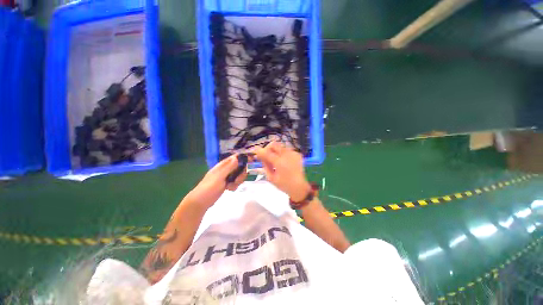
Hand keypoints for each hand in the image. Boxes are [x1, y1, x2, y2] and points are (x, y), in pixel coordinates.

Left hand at [184, 154, 246, 208]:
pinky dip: (234, 185)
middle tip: (237, 180)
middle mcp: (225, 169)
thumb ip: (229, 167)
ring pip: (238, 175)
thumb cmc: (209, 188)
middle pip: (239, 167)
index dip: (242, 158)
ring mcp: (226, 177)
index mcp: (222, 165)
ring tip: (231, 186)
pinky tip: (230, 189)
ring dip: (238, 180)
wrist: (201, 202)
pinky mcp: (227, 184)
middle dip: (241, 173)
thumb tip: (237, 157)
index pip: (235, 158)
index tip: (250, 161)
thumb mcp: (219, 177)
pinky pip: (235, 182)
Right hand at [252, 142, 310, 201]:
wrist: (300, 187)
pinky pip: (286, 150)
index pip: (266, 152)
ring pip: (280, 146)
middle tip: (265, 155)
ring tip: (274, 159)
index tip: (256, 153)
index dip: (259, 151)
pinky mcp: (297, 154)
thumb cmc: (284, 185)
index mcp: (279, 162)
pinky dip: (282, 153)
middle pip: (274, 144)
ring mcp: (293, 153)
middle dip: (267, 148)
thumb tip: (261, 157)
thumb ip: (265, 166)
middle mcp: (287, 155)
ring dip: (275, 151)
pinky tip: (282, 161)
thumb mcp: (271, 178)